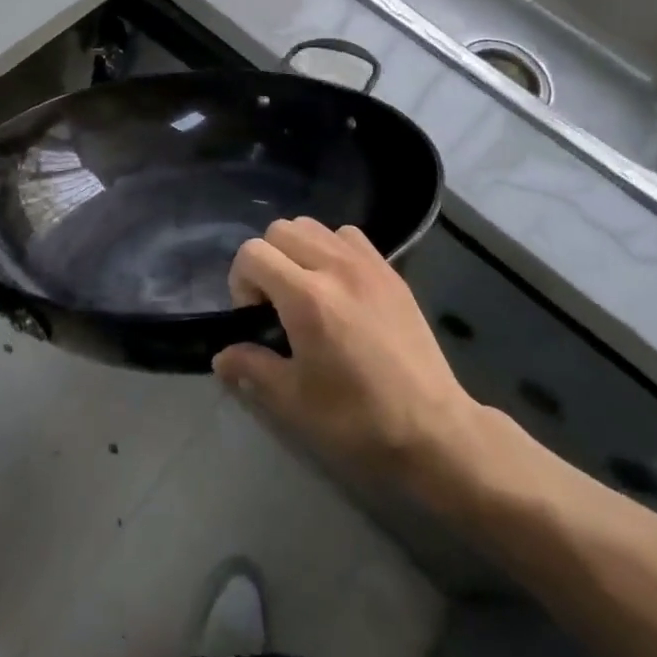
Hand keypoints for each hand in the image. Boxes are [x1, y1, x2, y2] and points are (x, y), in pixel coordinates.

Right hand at [213, 218, 516, 507]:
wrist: (435, 431)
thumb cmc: (358, 420)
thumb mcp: (294, 402)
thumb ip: (252, 368)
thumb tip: (221, 356)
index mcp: (306, 298)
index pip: (252, 253)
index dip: (241, 281)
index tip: (254, 317)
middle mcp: (334, 267)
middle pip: (280, 230)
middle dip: (266, 261)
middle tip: (276, 304)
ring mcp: (367, 264)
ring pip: (313, 226)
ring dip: (297, 250)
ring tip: (306, 291)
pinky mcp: (390, 271)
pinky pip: (348, 236)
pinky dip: (332, 248)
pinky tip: (338, 286)